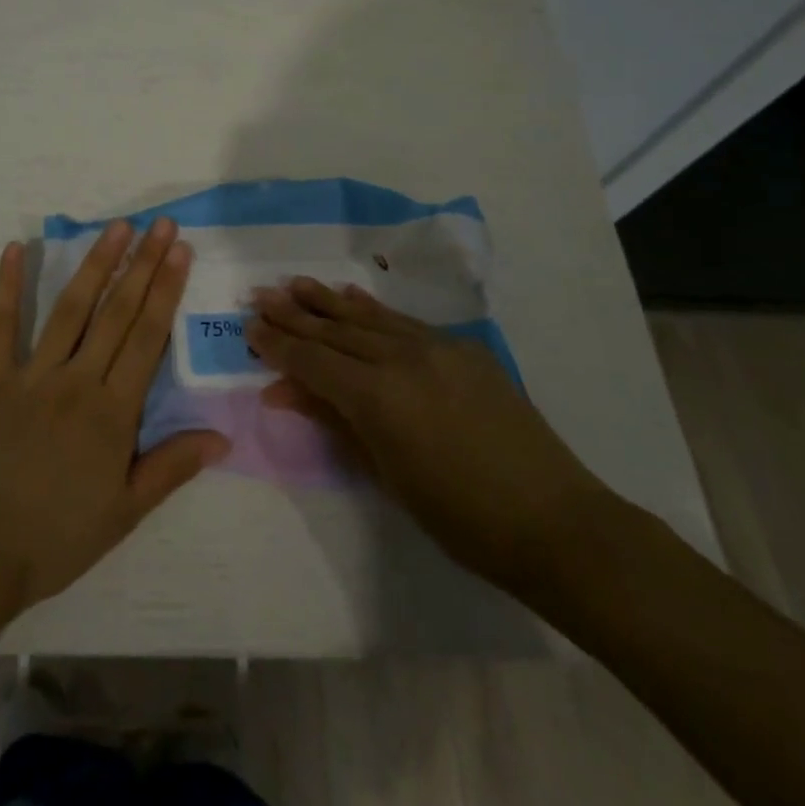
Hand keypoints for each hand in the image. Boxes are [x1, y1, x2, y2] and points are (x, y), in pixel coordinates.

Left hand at [0, 219, 229, 613]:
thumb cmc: (53, 540)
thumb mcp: (123, 514)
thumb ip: (172, 467)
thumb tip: (223, 435)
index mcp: (112, 413)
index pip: (147, 337)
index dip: (166, 290)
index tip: (180, 251)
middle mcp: (76, 381)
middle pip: (117, 312)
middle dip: (143, 264)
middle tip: (160, 223)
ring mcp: (30, 375)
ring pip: (71, 308)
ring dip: (95, 264)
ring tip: (116, 227)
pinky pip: (1, 325)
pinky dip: (9, 285)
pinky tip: (16, 248)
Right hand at [247, 278, 615, 595]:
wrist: (555, 521)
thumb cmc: (460, 518)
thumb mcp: (386, 474)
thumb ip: (334, 422)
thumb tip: (284, 391)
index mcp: (378, 396)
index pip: (313, 361)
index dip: (278, 345)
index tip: (249, 327)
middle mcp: (402, 358)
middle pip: (335, 331)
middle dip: (294, 315)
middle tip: (260, 295)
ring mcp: (436, 347)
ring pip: (369, 317)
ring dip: (328, 301)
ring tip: (296, 283)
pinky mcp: (463, 348)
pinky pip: (405, 322)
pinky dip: (374, 309)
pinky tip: (353, 296)